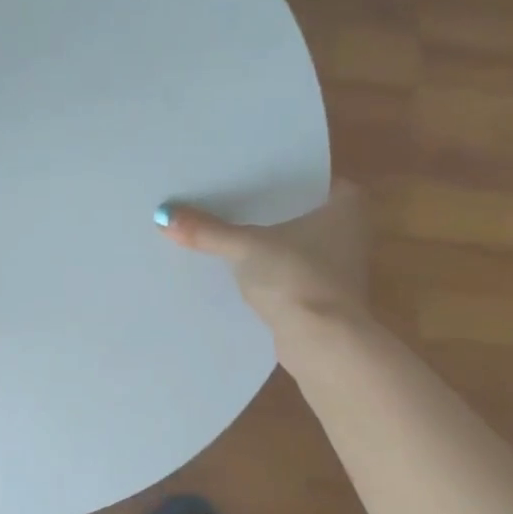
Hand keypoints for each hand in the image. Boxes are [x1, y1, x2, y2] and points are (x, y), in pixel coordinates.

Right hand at [157, 181, 369, 335]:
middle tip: (225, 194)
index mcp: (345, 206)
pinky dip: (265, 267)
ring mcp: (336, 267)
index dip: (277, 173)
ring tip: (222, 227)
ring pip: (291, 242)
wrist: (322, 343)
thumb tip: (163, 216)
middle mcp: (349, 232)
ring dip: (263, 240)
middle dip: (264, 208)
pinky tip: (234, 265)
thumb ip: (208, 231)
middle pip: (297, 210)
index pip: (309, 176)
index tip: (246, 170)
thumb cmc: (297, 279)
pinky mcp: (320, 296)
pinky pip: (286, 270)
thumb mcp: (246, 247)